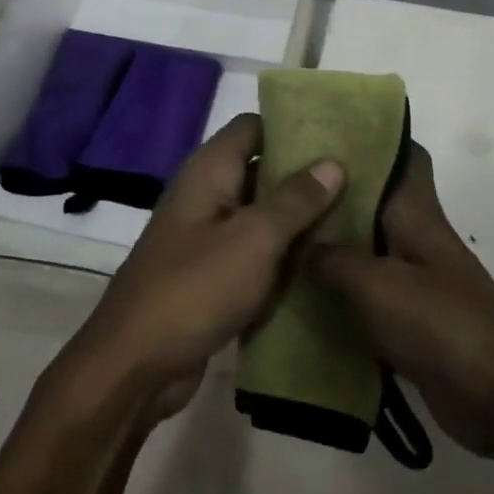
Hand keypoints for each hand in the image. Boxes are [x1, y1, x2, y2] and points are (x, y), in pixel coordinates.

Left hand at [62, 113, 344, 422]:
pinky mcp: (215, 275)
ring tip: (356, 214)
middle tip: (360, 177)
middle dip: (306, 174)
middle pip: (263, 169)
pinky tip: (326, 260)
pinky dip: (285, 254)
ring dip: (300, 218)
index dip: (293, 125)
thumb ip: (295, 200)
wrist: (134, 369)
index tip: (339, 133)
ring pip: (263, 215)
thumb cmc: (194, 289)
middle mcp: (208, 195)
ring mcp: (210, 237)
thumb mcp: (253, 239)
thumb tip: (333, 163)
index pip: (254, 126)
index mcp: (210, 171)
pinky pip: (257, 253)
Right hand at [307, 144, 493, 461]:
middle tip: (279, 185)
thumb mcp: (380, 287)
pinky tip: (298, 299)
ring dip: (329, 246)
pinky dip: (336, 294)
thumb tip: (296, 244)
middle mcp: (415, 239)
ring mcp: (415, 282)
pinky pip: (365, 296)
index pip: (403, 156)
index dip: (371, 136)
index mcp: (417, 215)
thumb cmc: (446, 327)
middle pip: (373, 202)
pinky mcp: (410, 322)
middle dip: (333, 192)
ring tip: (276, 238)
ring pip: (365, 249)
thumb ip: (334, 261)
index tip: (324, 130)